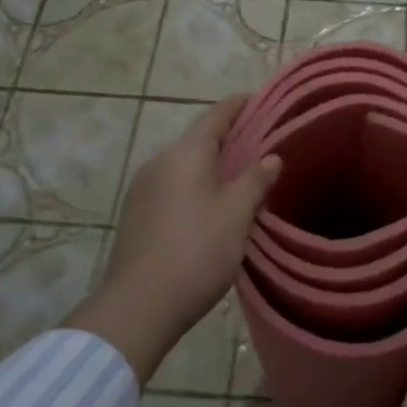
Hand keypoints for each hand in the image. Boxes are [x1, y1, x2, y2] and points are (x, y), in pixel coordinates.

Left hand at [68, 96, 278, 383]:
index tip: (262, 100)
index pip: (216, 115)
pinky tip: (212, 207)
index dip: (240, 105)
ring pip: (185, 165)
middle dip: (229, 139)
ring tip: (241, 179)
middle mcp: (159, 162)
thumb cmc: (196, 252)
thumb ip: (255, 180)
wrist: (139, 306)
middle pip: (199, 139)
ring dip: (212, 166)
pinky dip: (195, 186)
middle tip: (261, 146)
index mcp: (185, 154)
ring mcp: (142, 189)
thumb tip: (271, 157)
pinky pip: (172, 186)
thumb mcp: (236, 214)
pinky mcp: (136, 214)